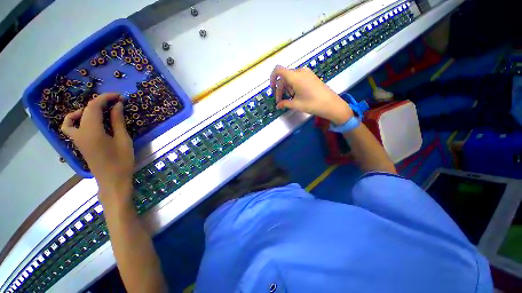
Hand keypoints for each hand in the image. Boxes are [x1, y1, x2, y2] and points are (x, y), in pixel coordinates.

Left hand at [61, 93, 133, 205]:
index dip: (105, 98)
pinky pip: (70, 128)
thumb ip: (118, 121)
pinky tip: (89, 123)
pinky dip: (76, 121)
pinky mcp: (79, 144)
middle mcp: (80, 133)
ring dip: (84, 110)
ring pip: (71, 119)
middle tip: (114, 103)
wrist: (113, 180)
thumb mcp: (123, 140)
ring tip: (98, 111)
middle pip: (84, 110)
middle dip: (99, 102)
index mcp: (92, 131)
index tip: (119, 96)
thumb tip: (117, 105)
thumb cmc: (122, 161)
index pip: (93, 107)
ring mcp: (77, 139)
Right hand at [270, 65, 353, 124]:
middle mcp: (300, 71)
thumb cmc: (312, 104)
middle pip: (284, 77)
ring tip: (290, 99)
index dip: (272, 78)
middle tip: (280, 101)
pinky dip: (293, 86)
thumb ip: (284, 103)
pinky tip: (296, 95)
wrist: (331, 104)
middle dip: (280, 89)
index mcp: (295, 77)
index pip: (278, 70)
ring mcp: (306, 73)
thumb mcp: (296, 104)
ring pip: (290, 78)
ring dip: (287, 88)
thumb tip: (278, 105)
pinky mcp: (311, 76)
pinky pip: (297, 78)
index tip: (272, 89)